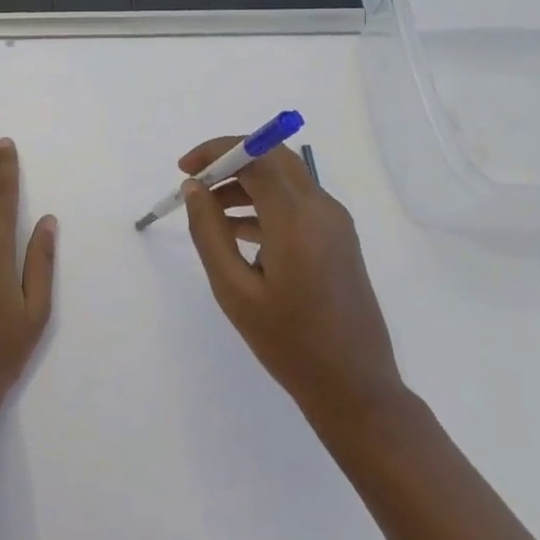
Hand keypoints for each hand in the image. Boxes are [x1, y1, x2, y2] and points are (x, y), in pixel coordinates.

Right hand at [179, 137, 404, 427]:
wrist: (355, 387)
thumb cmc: (289, 343)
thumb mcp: (234, 290)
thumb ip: (209, 232)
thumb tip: (194, 188)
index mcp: (296, 218)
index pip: (256, 155)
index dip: (216, 151)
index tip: (184, 169)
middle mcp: (321, 208)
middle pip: (273, 157)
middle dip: (230, 160)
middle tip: (195, 184)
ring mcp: (335, 222)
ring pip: (285, 178)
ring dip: (246, 182)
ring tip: (208, 212)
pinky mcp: (339, 238)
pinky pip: (297, 203)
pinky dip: (265, 203)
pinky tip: (237, 232)